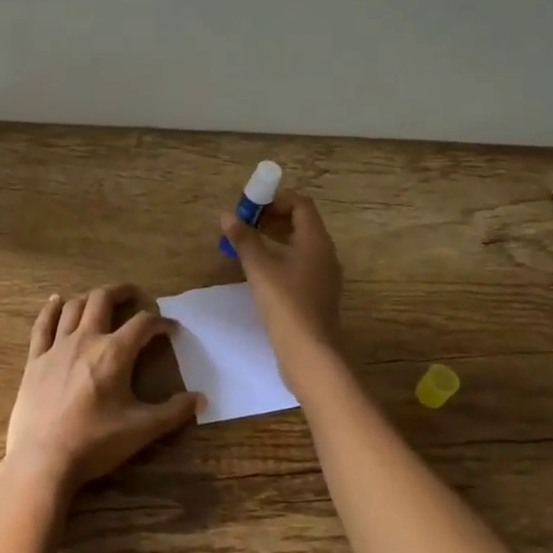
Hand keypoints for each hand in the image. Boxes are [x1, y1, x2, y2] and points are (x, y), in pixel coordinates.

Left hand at [4, 284, 203, 490]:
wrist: (43, 460)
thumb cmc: (95, 443)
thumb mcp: (142, 430)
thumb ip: (174, 412)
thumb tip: (201, 399)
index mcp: (114, 353)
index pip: (143, 324)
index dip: (160, 322)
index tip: (171, 329)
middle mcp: (86, 340)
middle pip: (103, 300)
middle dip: (121, 293)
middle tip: (134, 295)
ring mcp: (57, 347)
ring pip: (73, 307)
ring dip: (90, 298)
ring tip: (100, 300)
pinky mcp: (35, 359)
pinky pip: (43, 325)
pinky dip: (51, 309)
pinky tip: (56, 300)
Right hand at [218, 191, 344, 389]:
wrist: (310, 354)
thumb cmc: (285, 305)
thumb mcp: (259, 269)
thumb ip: (244, 239)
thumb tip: (227, 215)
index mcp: (316, 241)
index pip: (301, 204)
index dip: (275, 199)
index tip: (250, 207)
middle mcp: (325, 253)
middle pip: (301, 222)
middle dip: (272, 217)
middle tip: (244, 225)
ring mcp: (324, 275)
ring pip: (300, 244)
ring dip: (275, 238)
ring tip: (247, 246)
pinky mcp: (318, 294)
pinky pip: (300, 263)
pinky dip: (281, 257)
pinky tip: (260, 272)